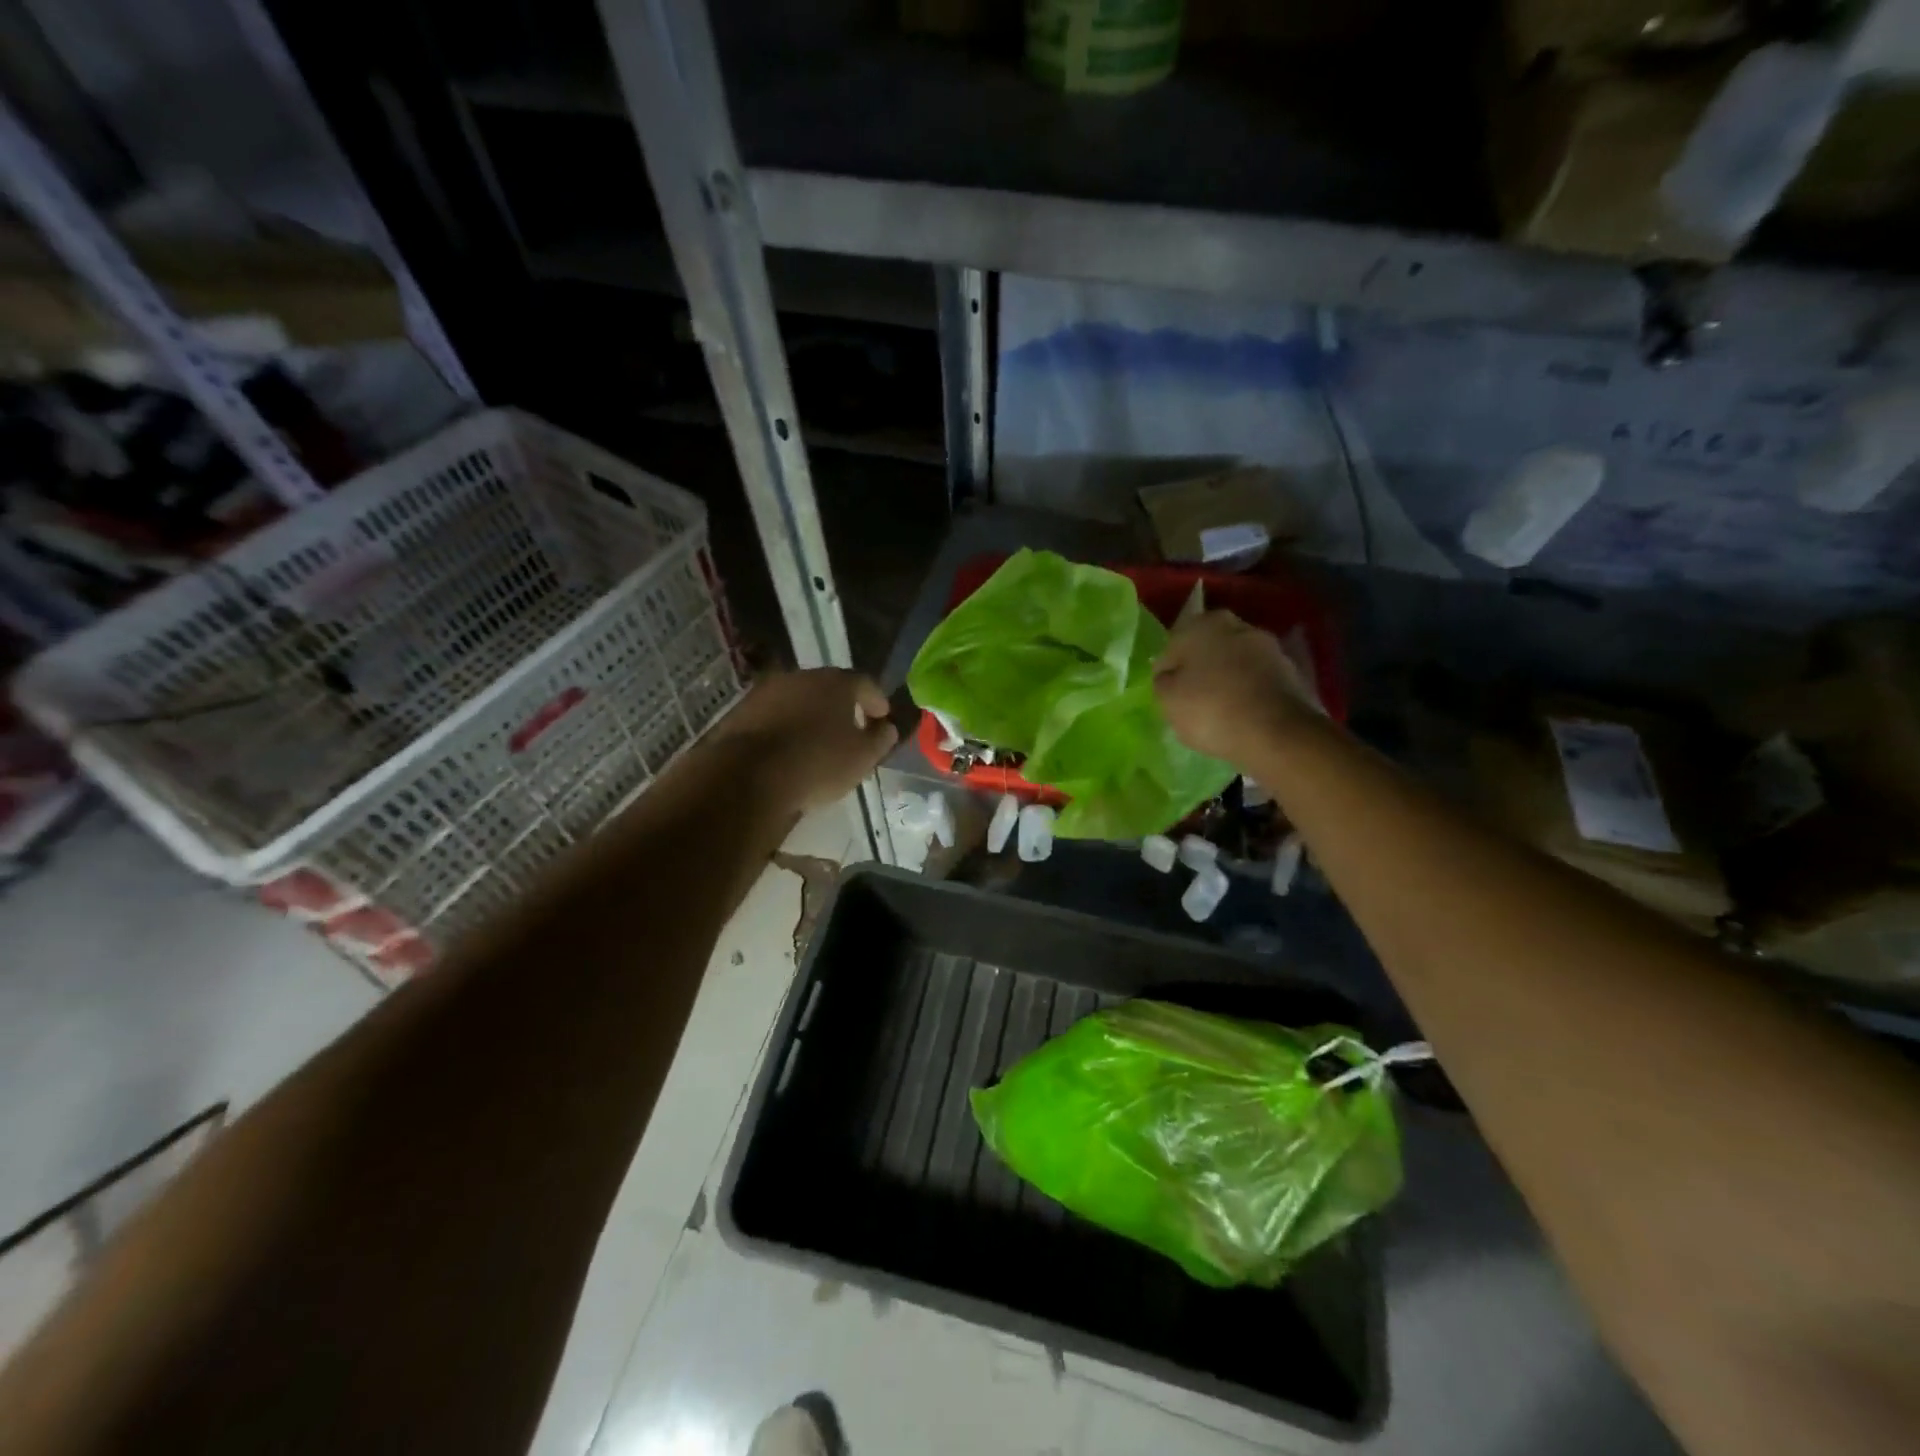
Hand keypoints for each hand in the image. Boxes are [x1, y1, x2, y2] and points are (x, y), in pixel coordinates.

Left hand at [718, 669, 898, 812]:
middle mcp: (802, 677)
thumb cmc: (818, 764)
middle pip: (829, 687)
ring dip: (811, 715)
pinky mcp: (743, 710)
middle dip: (842, 706)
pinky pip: (774, 715)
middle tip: (851, 728)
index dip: (876, 700)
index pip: (865, 684)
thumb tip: (886, 728)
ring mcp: (768, 691)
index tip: (882, 718)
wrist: (749, 776)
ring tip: (818, 740)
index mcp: (836, 682)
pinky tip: (789, 748)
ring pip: (799, 699)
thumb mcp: (862, 758)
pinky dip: (786, 726)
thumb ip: (880, 739)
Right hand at [1153, 610, 1318, 763]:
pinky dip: (1248, 691)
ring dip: (1227, 678)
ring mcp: (1268, 647)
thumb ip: (1163, 680)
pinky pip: (1257, 679)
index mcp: (1202, 624)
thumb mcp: (1167, 699)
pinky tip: (1242, 714)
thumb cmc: (1210, 709)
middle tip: (1193, 699)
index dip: (1169, 670)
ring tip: (1219, 710)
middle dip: (1201, 668)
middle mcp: (1237, 625)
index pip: (1173, 646)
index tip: (1169, 694)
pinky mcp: (1290, 671)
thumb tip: (1170, 674)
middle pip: (1208, 648)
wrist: (1275, 732)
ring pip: (1235, 662)